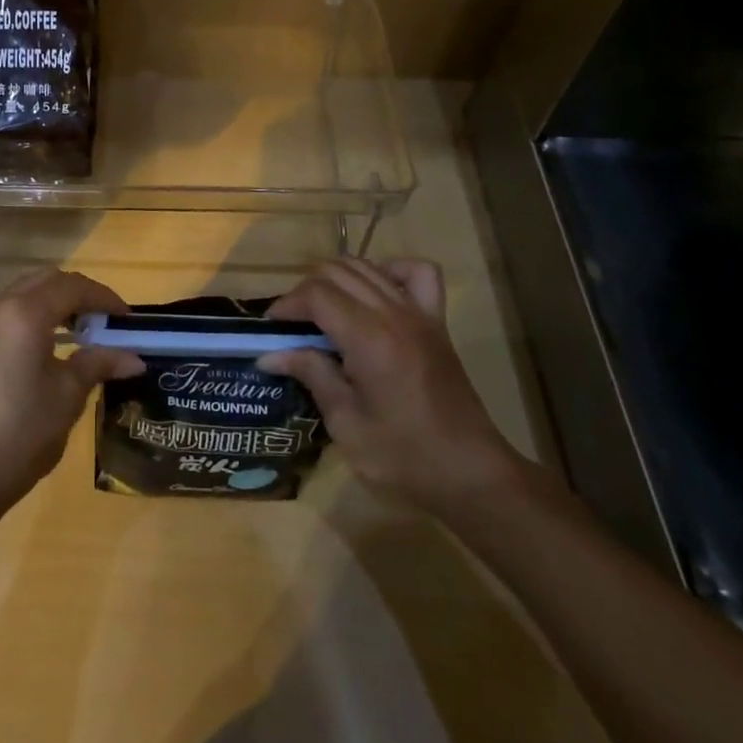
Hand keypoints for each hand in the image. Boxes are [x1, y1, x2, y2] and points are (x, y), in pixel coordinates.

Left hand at [0, 268, 143, 521]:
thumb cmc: (19, 433)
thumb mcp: (67, 397)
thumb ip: (98, 364)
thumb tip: (134, 358)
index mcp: (24, 312)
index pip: (72, 286)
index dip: (103, 297)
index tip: (127, 318)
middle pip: (44, 281)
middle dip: (77, 294)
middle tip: (103, 320)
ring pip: (21, 293)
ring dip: (51, 302)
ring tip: (77, 332)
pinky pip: (3, 313)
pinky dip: (29, 317)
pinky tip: (43, 348)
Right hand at [259, 257, 527, 512]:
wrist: (472, 476)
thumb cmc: (404, 458)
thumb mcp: (346, 424)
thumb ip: (311, 375)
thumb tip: (269, 354)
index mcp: (369, 339)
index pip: (316, 294)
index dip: (287, 305)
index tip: (271, 329)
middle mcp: (394, 314)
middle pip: (337, 271)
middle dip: (306, 291)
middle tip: (293, 325)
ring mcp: (420, 314)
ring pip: (367, 266)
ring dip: (336, 279)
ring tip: (322, 311)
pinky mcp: (437, 323)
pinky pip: (416, 273)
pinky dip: (388, 271)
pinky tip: (373, 294)